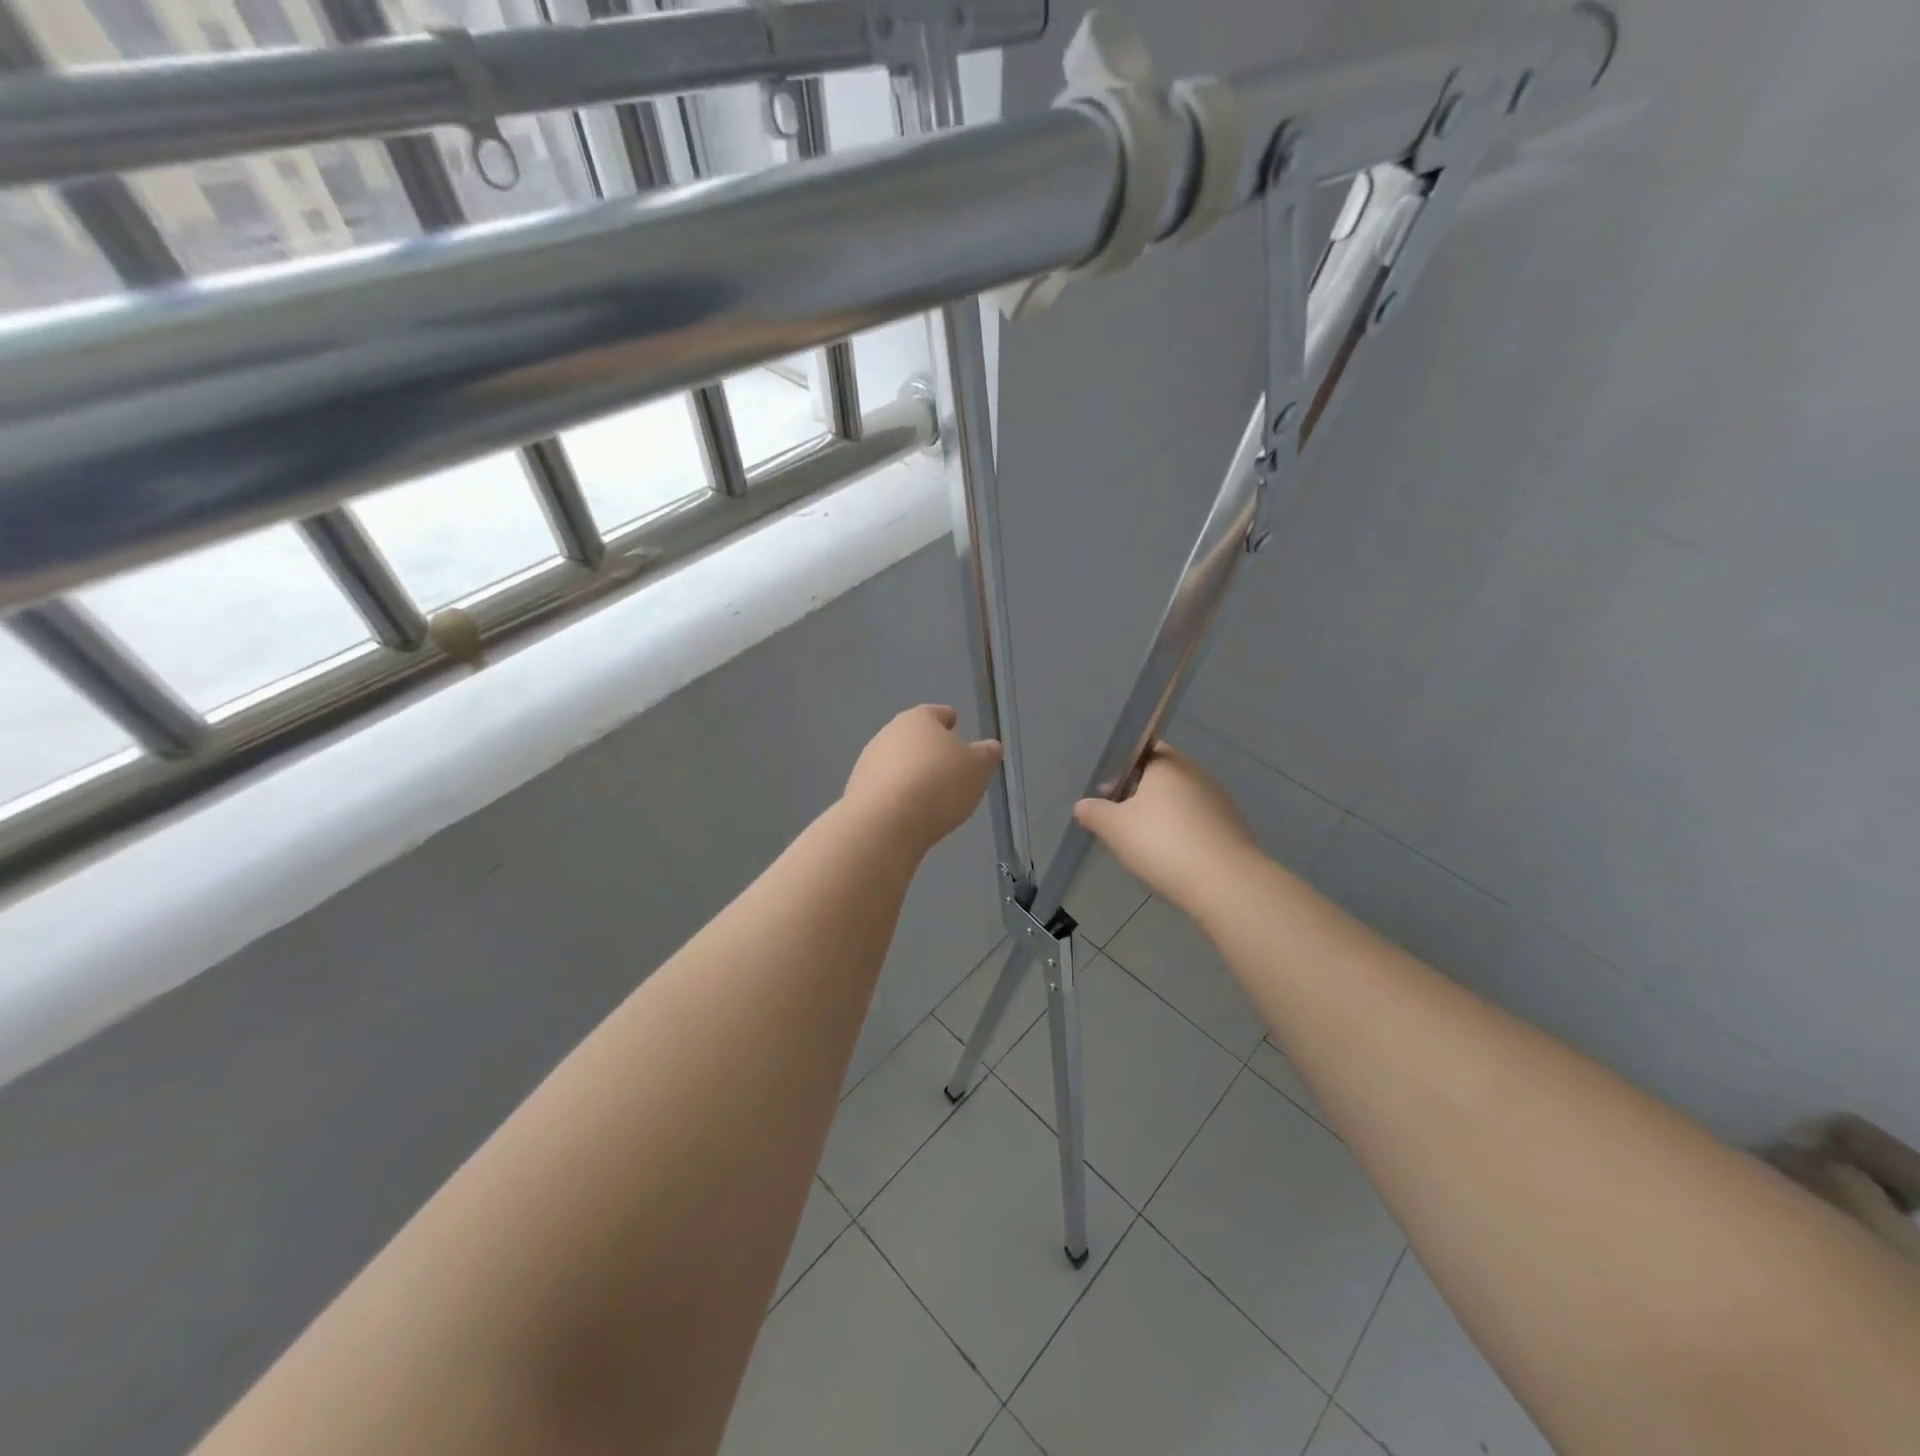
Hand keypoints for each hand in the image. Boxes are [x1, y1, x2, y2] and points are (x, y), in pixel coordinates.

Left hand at [844, 705, 1001, 854]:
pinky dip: (897, 793)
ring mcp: (869, 761)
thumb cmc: (938, 785)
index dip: (949, 720)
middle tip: (947, 765)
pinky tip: (909, 810)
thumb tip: (991, 747)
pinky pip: (885, 786)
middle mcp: (889, 733)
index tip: (955, 726)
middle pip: (913, 736)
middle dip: (929, 748)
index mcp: (919, 719)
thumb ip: (986, 755)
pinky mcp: (857, 789)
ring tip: (929, 792)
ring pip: (897, 761)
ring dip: (911, 771)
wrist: (884, 823)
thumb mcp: (977, 769)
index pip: (937, 713)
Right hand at [1073, 745, 1259, 917]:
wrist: (1225, 884)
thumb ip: (1094, 812)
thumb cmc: (1163, 844)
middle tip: (1119, 822)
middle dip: (1139, 795)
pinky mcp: (1233, 826)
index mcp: (1167, 763)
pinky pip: (1198, 822)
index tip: (1107, 794)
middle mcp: (1196, 773)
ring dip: (1162, 816)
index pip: (1141, 750)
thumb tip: (1083, 805)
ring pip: (1180, 801)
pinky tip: (1172, 858)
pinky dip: (1183, 834)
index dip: (1120, 769)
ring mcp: (1219, 799)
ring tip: (1144, 845)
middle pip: (1160, 776)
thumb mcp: (1114, 829)